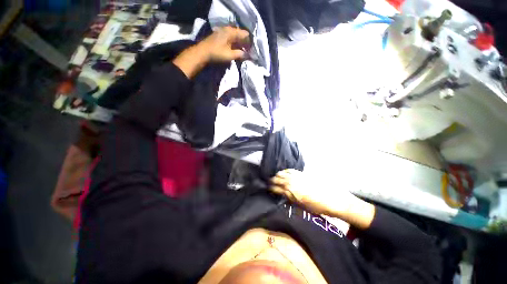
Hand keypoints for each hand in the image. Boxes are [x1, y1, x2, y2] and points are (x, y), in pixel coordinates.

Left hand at [199, 26, 249, 61]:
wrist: (202, 52)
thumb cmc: (217, 53)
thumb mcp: (230, 55)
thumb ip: (240, 54)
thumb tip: (248, 55)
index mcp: (231, 32)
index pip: (245, 34)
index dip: (250, 42)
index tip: (252, 50)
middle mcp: (228, 29)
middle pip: (241, 34)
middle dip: (245, 43)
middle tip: (248, 52)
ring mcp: (223, 31)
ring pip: (235, 36)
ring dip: (240, 44)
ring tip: (242, 52)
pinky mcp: (220, 35)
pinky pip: (231, 37)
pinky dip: (234, 43)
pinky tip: (235, 49)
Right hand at [270, 169, 337, 214]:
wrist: (331, 200)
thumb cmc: (315, 207)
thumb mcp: (300, 206)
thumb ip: (290, 199)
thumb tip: (283, 195)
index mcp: (289, 192)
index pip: (275, 188)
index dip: (270, 188)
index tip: (268, 188)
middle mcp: (290, 182)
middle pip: (277, 179)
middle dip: (272, 181)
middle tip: (269, 182)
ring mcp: (296, 176)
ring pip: (282, 173)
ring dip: (278, 175)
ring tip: (276, 177)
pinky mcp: (301, 173)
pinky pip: (290, 170)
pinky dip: (285, 171)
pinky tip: (284, 172)